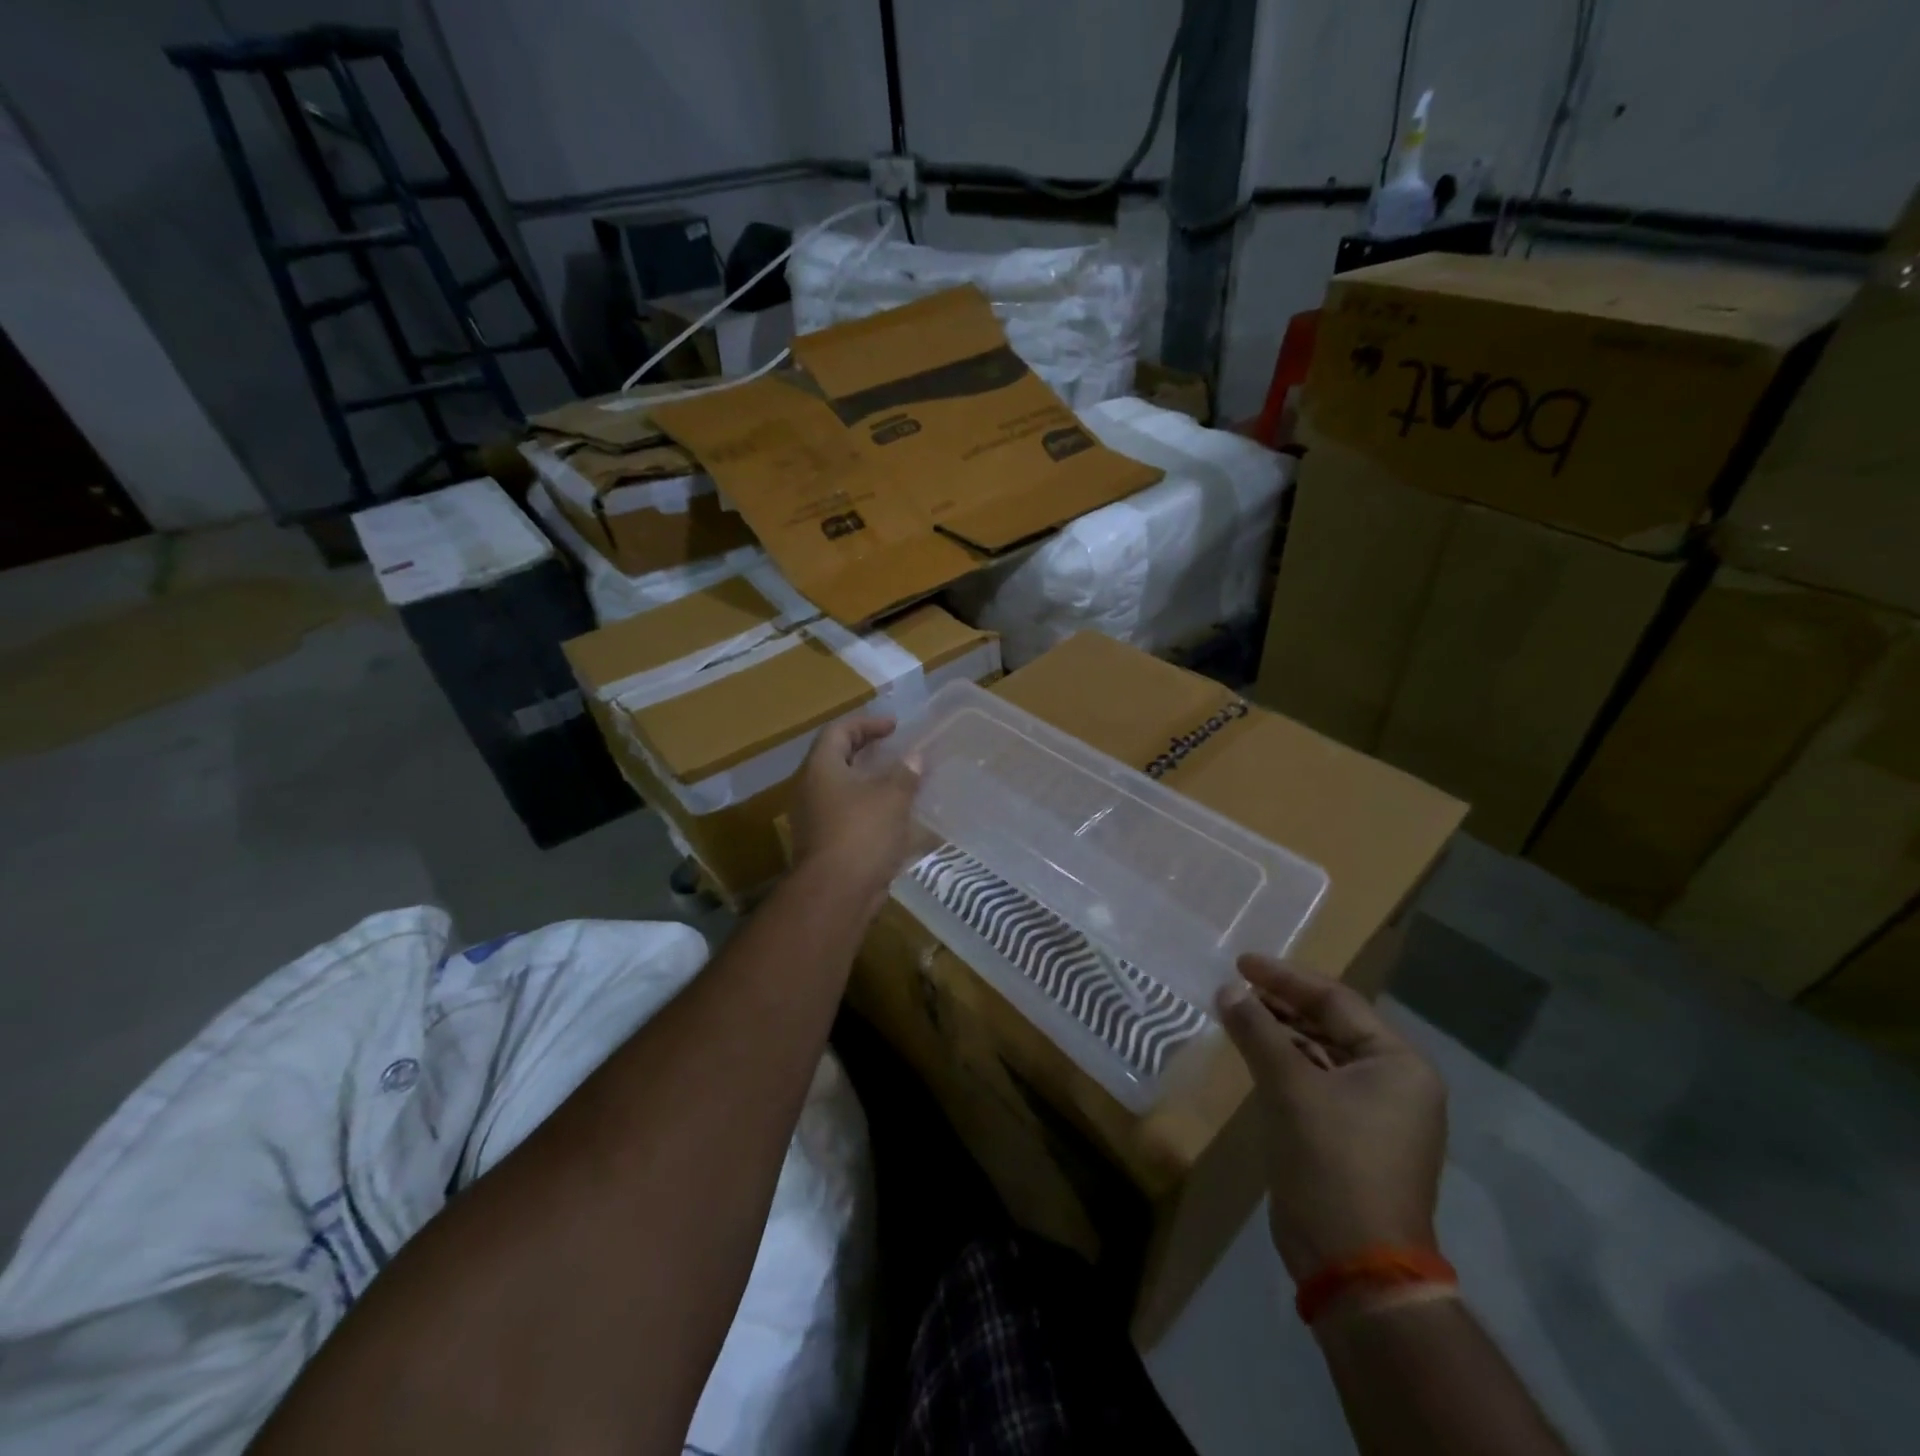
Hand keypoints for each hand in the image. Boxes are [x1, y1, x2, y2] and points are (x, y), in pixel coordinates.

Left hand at [792, 715, 921, 907]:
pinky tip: (894, 817)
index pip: (839, 731)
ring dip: (870, 783)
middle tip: (895, 750)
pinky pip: (847, 815)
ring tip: (900, 783)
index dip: (867, 723)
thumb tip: (915, 757)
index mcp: (821, 768)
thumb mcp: (892, 797)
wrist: (835, 893)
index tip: (894, 727)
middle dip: (868, 752)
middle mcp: (811, 789)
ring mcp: (814, 818)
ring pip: (843, 789)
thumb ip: (905, 773)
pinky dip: (869, 809)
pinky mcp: (824, 843)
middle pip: (837, 758)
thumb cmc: (862, 833)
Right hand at [1217, 955, 1446, 1283]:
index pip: (1336, 1001)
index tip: (1241, 963)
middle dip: (1281, 1004)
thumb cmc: (1333, 1161)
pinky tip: (1252, 1054)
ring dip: (1279, 1033)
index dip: (1285, 978)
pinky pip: (1315, 1082)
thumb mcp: (1290, 1087)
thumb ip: (1257, 1031)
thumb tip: (1227, 990)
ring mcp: (1374, 1113)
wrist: (1353, 1262)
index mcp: (1398, 1064)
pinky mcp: (1350, 1137)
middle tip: (1235, 987)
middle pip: (1331, 1024)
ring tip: (1236, 1014)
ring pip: (1320, 1053)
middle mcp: (1394, 1082)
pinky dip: (1284, 1064)